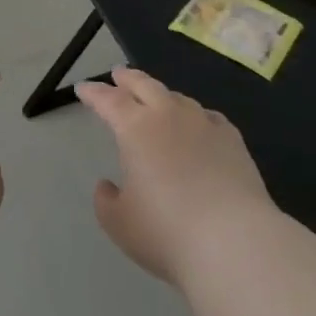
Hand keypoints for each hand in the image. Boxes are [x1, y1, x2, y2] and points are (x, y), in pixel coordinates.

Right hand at [75, 67, 274, 284]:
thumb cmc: (167, 232)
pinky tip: (198, 123)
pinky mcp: (232, 139)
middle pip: (144, 85)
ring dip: (161, 95)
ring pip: (177, 97)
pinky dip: (194, 115)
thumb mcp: (120, 224)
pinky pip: (207, 116)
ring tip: (156, 98)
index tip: (82, 88)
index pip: (108, 100)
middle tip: (118, 74)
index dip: (93, 92)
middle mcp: (168, 115)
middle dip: (128, 78)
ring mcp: (203, 123)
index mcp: (135, 128)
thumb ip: (106, 201)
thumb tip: (107, 185)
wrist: (233, 241)